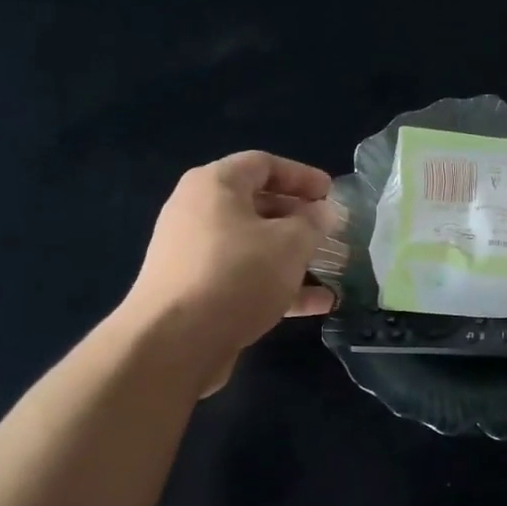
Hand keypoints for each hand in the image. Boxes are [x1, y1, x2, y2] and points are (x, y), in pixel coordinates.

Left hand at [124, 151, 342, 395]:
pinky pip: (244, 278)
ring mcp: (194, 254)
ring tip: (330, 266)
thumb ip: (313, 223)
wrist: (176, 341)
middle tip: (331, 229)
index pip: (263, 164)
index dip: (301, 176)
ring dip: (292, 255)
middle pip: (256, 204)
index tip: (331, 194)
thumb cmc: (237, 275)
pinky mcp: (197, 291)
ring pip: (253, 245)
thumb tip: (322, 213)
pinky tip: (318, 304)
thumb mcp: (290, 243)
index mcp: (215, 185)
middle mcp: (198, 212)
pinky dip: (278, 285)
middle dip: (298, 217)